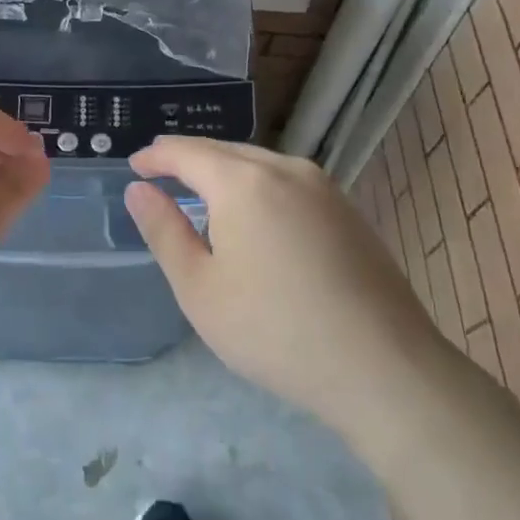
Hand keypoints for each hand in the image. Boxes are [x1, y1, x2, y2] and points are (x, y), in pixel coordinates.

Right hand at [123, 137, 439, 429]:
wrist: (383, 368)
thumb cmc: (275, 331)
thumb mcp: (200, 288)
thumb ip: (164, 231)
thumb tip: (140, 190)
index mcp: (242, 182)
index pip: (187, 153)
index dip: (156, 157)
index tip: (135, 165)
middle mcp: (284, 169)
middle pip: (225, 151)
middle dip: (189, 158)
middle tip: (161, 170)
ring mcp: (323, 188)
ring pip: (260, 163)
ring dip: (225, 170)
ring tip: (202, 188)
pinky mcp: (347, 211)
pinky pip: (288, 182)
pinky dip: (258, 186)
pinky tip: (255, 213)